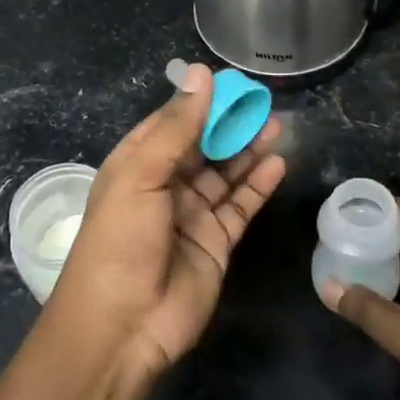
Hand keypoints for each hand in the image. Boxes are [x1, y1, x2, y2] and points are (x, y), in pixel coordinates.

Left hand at [46, 62, 284, 384]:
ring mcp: (191, 215)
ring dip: (248, 150)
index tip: (230, 82)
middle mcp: (163, 186)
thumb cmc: (121, 240)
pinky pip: (240, 206)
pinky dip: (258, 185)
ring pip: (224, 174)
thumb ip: (176, 127)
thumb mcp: (141, 175)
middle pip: (201, 146)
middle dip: (229, 124)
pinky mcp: (216, 242)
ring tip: (277, 125)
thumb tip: (200, 74)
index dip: (199, 102)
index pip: (170, 123)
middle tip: (263, 102)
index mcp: (135, 165)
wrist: (123, 325)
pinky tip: (277, 163)